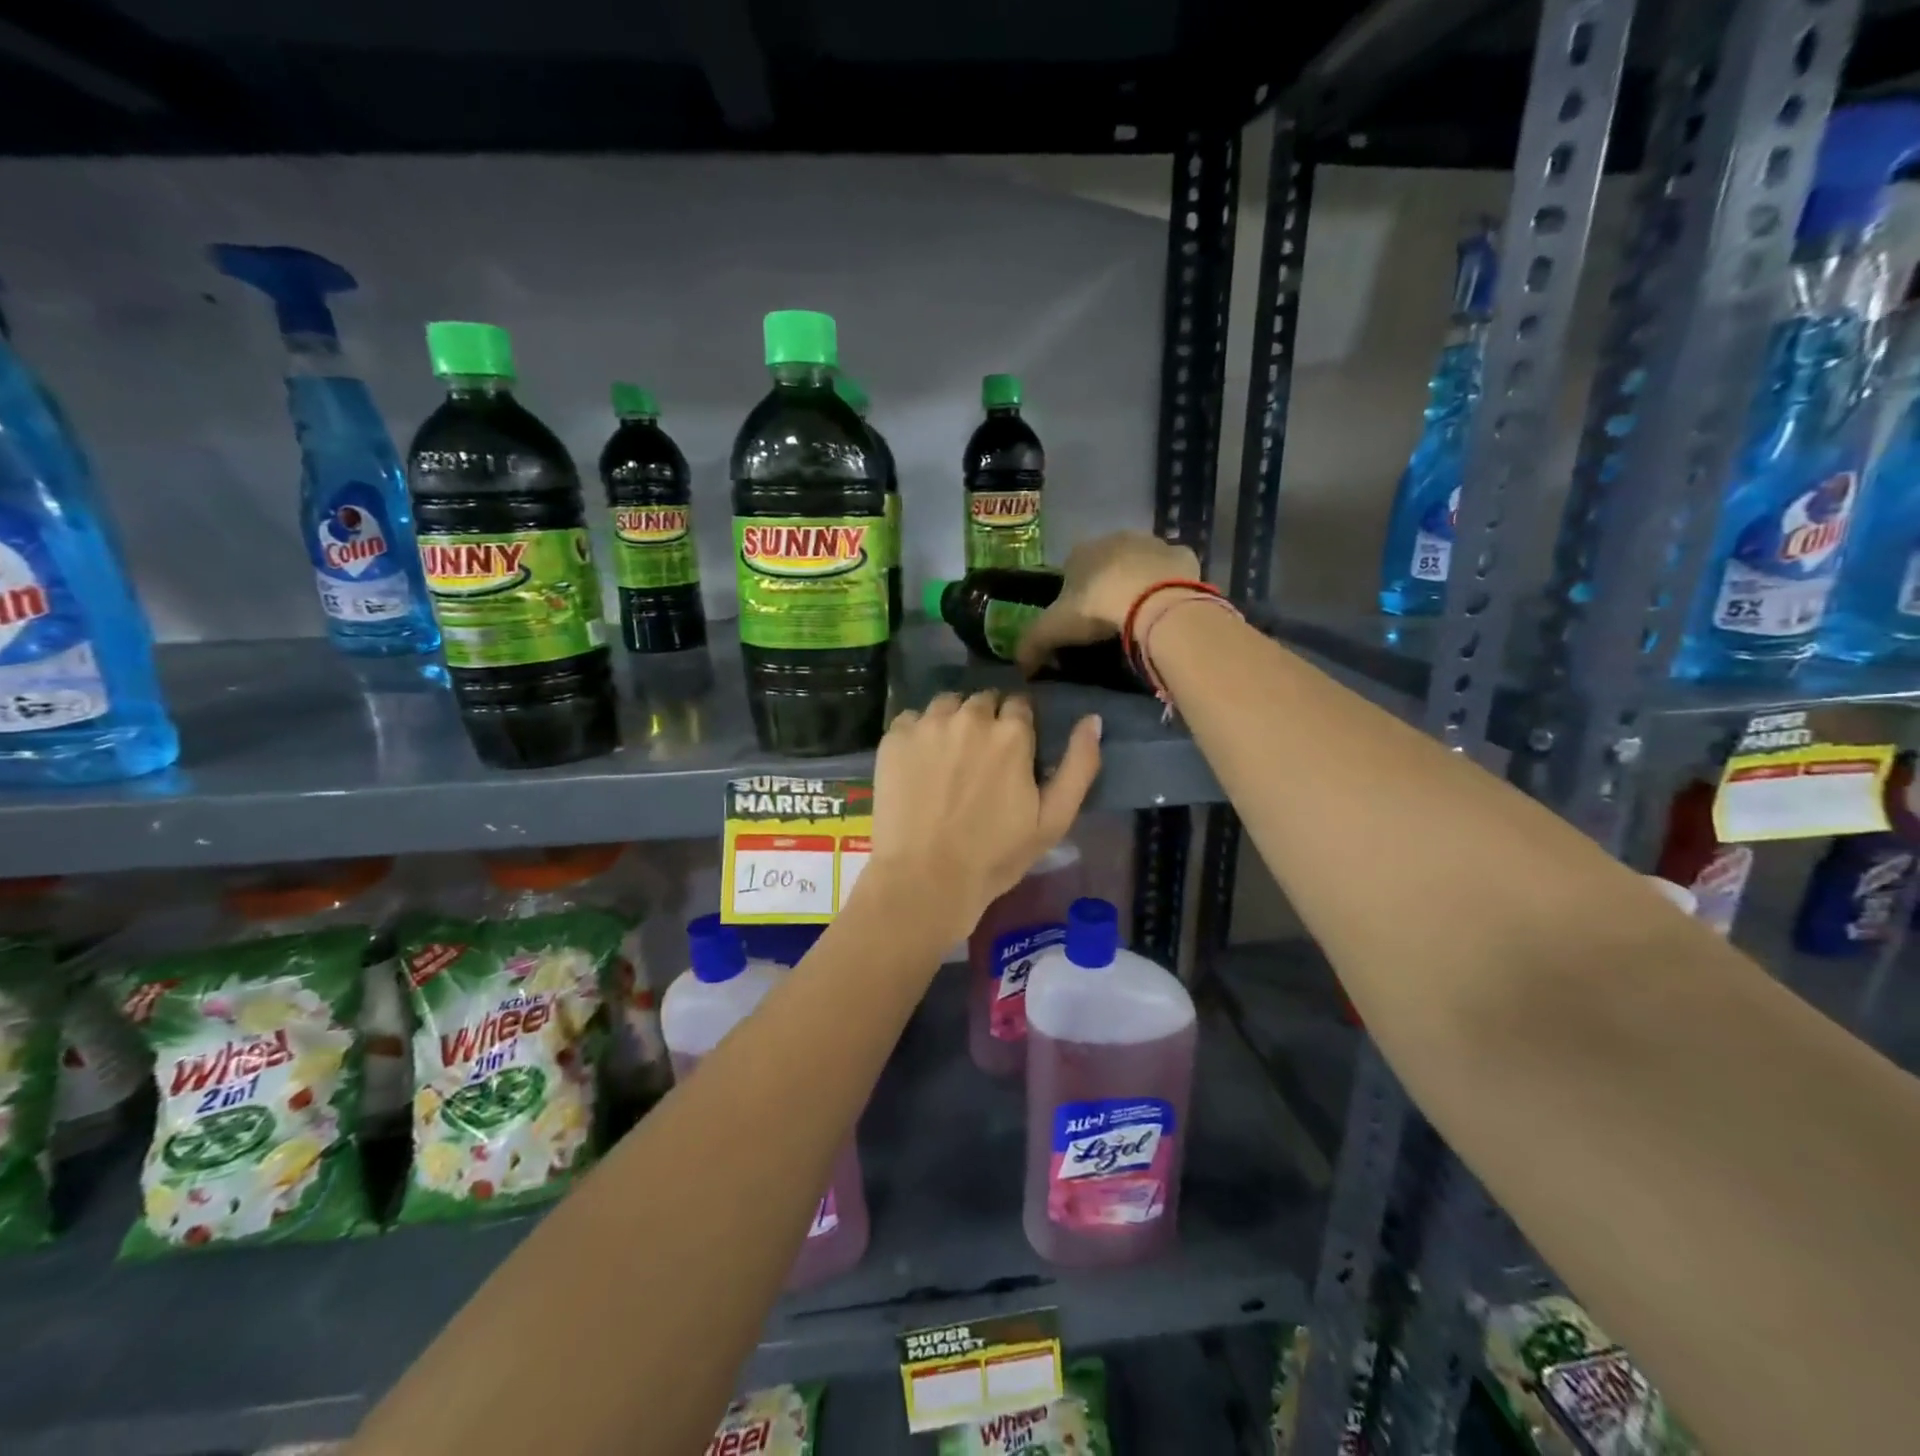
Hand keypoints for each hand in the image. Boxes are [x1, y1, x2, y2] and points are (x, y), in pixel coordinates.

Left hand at [864, 691, 1101, 938]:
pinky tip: (918, 764)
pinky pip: (911, 719)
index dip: (1018, 727)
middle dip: (986, 721)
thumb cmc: (995, 856)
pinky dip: (917, 733)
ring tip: (947, 757)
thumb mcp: (1054, 820)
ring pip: (947, 704)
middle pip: (983, 701)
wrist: (925, 879)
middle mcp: (971, 717)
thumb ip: (1080, 765)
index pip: (1020, 705)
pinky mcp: (894, 738)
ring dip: (952, 720)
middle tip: (978, 760)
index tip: (1011, 753)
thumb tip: (1092, 719)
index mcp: (1012, 733)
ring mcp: (928, 724)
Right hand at [1014, 532, 1200, 675]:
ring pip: (1141, 564)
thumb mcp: (1054, 630)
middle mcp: (1115, 539)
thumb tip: (1020, 666)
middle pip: (1108, 564)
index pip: (1071, 570)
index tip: (1079, 622)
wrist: (1153, 601)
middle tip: (1110, 621)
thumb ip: (1032, 644)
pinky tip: (1167, 609)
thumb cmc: (1097, 609)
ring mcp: (1152, 544)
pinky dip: (1169, 586)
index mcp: (1081, 552)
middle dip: (1108, 586)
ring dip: (1139, 583)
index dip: (1073, 595)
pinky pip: (1172, 571)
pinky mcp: (1183, 555)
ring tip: (1141, 617)